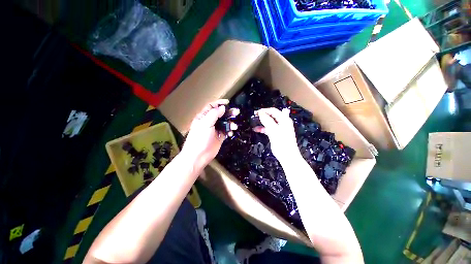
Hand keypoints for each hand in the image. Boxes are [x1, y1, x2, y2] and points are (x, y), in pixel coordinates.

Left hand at [182, 99, 237, 169]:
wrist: (199, 156)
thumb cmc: (199, 138)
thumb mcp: (205, 124)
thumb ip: (214, 114)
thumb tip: (222, 108)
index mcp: (203, 117)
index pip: (211, 106)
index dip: (219, 103)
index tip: (228, 103)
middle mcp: (209, 122)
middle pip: (220, 114)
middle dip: (228, 113)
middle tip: (236, 112)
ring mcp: (215, 129)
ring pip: (225, 122)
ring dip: (230, 123)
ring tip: (234, 126)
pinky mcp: (220, 136)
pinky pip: (226, 131)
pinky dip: (230, 130)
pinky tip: (231, 132)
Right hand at [254, 108, 299, 161]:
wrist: (287, 156)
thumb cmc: (282, 142)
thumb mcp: (274, 130)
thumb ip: (267, 121)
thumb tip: (261, 113)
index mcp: (284, 120)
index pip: (274, 111)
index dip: (265, 110)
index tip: (256, 112)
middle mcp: (282, 122)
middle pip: (272, 116)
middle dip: (263, 115)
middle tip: (255, 116)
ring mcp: (279, 129)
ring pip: (269, 122)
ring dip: (262, 122)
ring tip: (254, 122)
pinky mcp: (276, 134)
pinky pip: (268, 128)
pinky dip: (262, 128)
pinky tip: (256, 129)